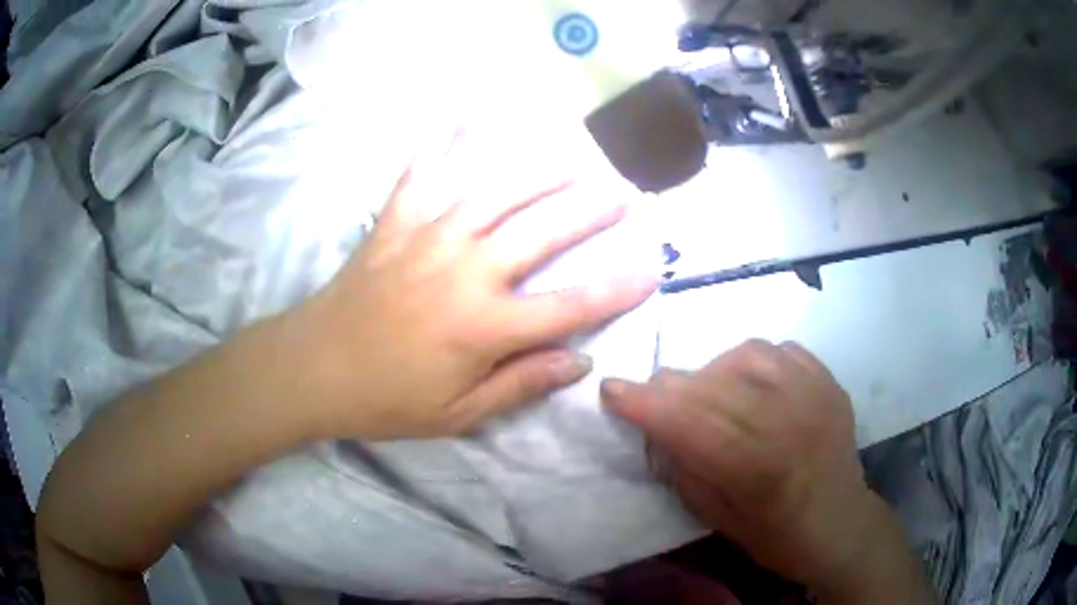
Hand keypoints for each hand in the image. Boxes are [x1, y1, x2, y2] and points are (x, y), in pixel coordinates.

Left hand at [290, 131, 657, 439]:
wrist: (315, 368)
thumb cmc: (387, 399)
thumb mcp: (459, 415)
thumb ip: (521, 384)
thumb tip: (579, 362)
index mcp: (483, 327)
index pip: (568, 307)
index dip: (614, 291)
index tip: (650, 272)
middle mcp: (464, 271)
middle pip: (540, 231)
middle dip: (587, 210)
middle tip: (620, 189)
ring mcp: (427, 238)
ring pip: (493, 192)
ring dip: (537, 170)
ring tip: (571, 153)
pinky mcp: (395, 223)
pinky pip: (422, 175)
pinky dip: (443, 144)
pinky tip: (462, 117)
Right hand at [601, 341, 926, 601]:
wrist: (840, 523)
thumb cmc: (775, 535)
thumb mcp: (718, 519)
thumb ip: (684, 468)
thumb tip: (655, 427)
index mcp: (757, 468)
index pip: (688, 421)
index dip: (644, 402)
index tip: (611, 388)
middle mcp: (787, 420)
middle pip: (712, 383)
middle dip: (670, 386)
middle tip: (655, 398)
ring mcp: (813, 393)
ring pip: (744, 354)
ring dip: (713, 370)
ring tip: (710, 393)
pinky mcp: (827, 380)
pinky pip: (779, 349)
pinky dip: (752, 361)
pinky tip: (750, 382)